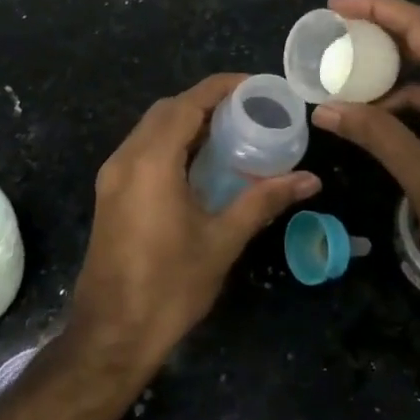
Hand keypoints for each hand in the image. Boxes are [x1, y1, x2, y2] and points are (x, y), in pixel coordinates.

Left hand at [69, 73, 319, 368]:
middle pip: (166, 110)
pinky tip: (198, 163)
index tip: (256, 86)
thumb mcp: (222, 241)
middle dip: (205, 102)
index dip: (221, 87)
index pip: (187, 104)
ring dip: (186, 122)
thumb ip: (263, 201)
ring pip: (150, 129)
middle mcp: (125, 159)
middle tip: (247, 111)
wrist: (111, 333)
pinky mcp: (110, 193)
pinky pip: (141, 150)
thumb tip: (309, 179)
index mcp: (151, 162)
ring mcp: (112, 176)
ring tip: (229, 132)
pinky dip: (170, 143)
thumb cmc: (170, 286)